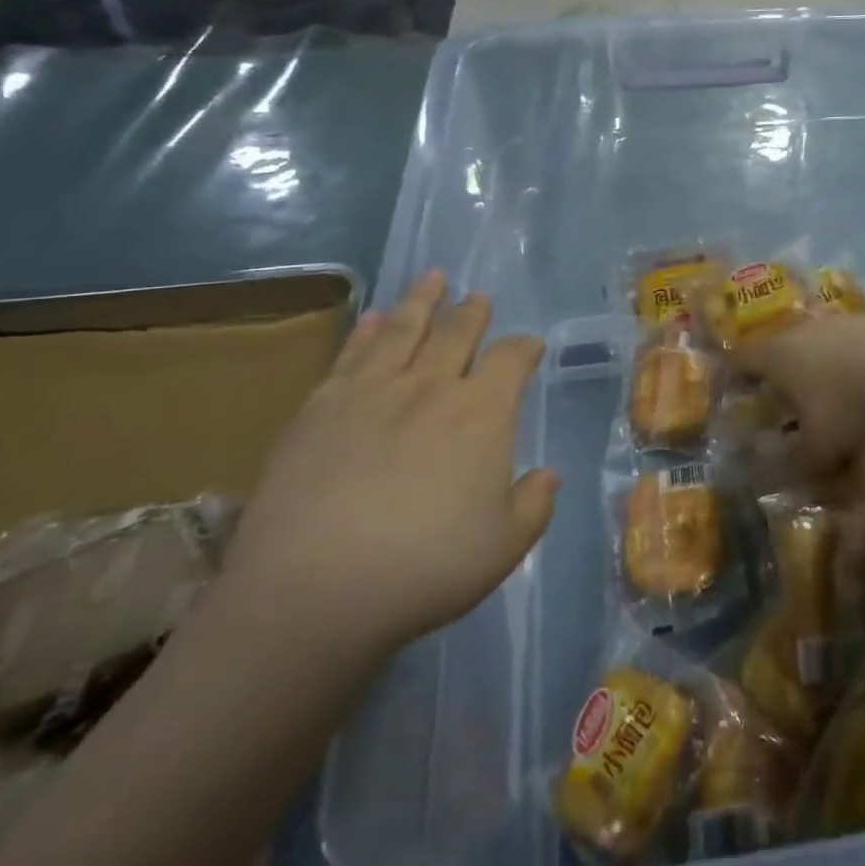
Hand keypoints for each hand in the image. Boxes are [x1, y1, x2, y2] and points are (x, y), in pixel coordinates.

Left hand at [223, 272, 557, 657]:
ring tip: (432, 278)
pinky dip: (367, 330)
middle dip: (472, 313)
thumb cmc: (426, 568)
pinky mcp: (320, 406)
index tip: (531, 345)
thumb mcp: (504, 547)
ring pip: (404, 330)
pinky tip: (375, 317)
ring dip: (422, 301)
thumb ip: (533, 504)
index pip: (511, 361)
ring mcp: (371, 391)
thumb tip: (549, 474)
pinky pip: (351, 353)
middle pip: (457, 333)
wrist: (315, 588)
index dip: (524, 348)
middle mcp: (431, 387)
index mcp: (482, 413)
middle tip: (478, 297)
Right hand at [735, 313, 864, 475]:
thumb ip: (804, 465)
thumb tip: (796, 482)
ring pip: (809, 343)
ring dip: (812, 365)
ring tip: (822, 391)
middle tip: (780, 398)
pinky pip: (840, 343)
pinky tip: (857, 381)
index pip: (739, 360)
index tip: (733, 390)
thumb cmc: (844, 401)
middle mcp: (795, 332)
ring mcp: (829, 322)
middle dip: (776, 373)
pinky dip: (841, 360)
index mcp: (773, 356)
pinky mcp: (860, 320)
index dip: (733, 375)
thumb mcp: (822, 446)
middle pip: (774, 348)